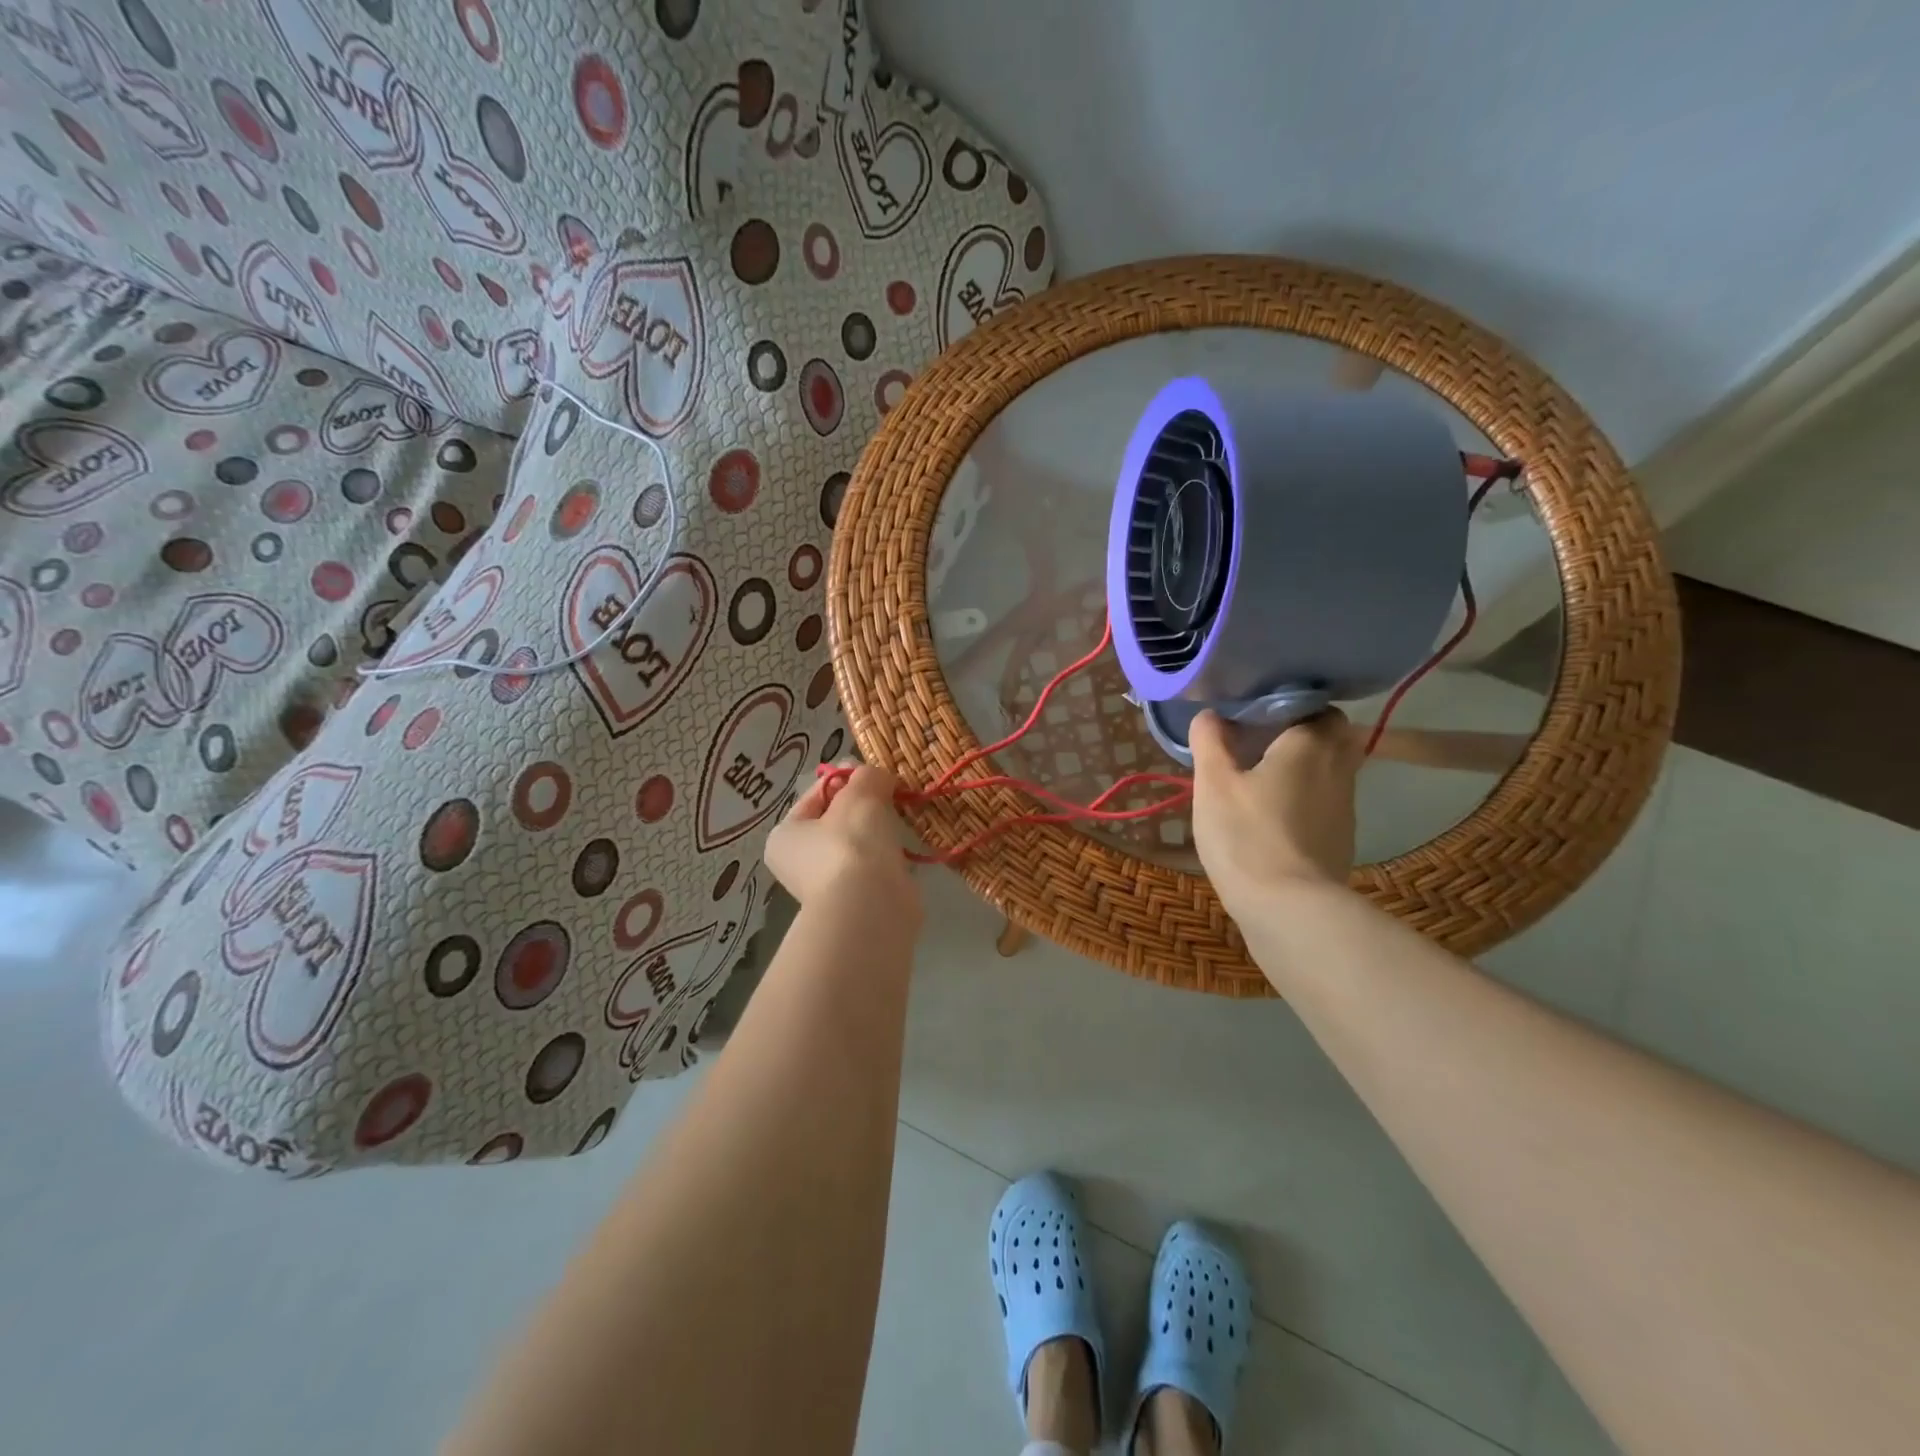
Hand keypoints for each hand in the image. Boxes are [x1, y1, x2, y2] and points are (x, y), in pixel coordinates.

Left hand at [765, 765, 921, 924]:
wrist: (871, 905)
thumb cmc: (851, 842)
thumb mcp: (860, 793)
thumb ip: (867, 775)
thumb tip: (877, 777)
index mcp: (785, 835)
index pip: (816, 794)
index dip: (846, 778)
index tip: (875, 773)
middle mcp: (800, 863)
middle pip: (837, 819)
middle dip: (866, 805)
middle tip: (893, 793)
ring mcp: (829, 886)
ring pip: (859, 844)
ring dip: (879, 831)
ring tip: (902, 817)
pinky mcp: (859, 901)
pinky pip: (876, 866)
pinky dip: (889, 856)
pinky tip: (905, 848)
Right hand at [1189, 709, 1362, 912]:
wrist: (1288, 909)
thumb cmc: (1246, 835)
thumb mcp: (1213, 784)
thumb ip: (1210, 742)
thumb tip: (1210, 714)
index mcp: (1311, 744)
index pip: (1318, 706)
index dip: (1289, 705)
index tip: (1256, 714)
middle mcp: (1339, 768)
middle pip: (1333, 737)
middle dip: (1304, 733)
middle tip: (1261, 741)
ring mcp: (1345, 807)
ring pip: (1332, 770)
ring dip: (1305, 767)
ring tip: (1262, 776)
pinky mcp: (1341, 839)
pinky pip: (1326, 802)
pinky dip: (1306, 798)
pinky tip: (1274, 814)